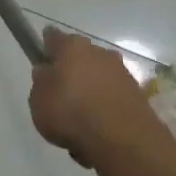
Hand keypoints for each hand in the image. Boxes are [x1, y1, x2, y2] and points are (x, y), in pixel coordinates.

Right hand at [29, 27, 170, 166]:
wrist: (122, 139)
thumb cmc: (71, 113)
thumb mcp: (38, 100)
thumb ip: (40, 82)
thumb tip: (47, 71)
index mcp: (72, 47)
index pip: (53, 36)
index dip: (45, 46)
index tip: (41, 59)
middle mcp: (99, 53)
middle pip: (79, 56)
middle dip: (70, 69)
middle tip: (60, 92)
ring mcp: (121, 72)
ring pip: (98, 75)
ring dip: (89, 88)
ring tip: (80, 116)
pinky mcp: (136, 93)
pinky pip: (112, 94)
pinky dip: (104, 104)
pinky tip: (97, 126)